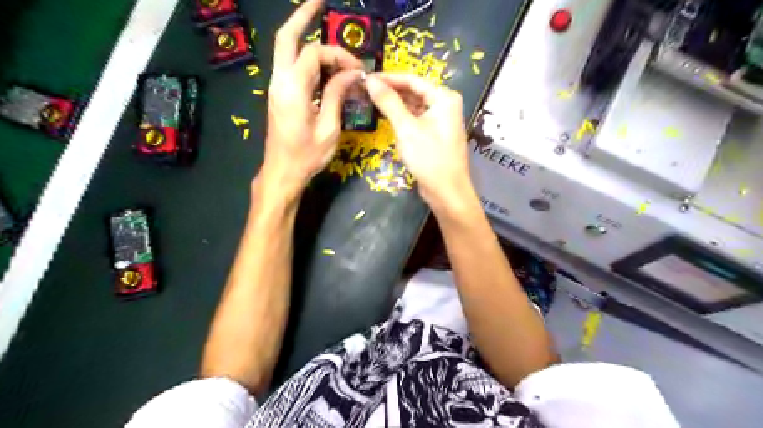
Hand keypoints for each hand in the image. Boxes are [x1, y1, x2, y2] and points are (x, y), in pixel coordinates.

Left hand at [262, 1, 362, 198]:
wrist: (282, 172)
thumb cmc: (307, 155)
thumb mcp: (329, 128)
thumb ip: (337, 95)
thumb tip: (351, 73)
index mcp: (293, 88)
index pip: (315, 53)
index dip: (338, 55)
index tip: (357, 69)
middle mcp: (279, 80)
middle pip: (287, 37)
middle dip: (303, 15)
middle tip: (320, 0)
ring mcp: (276, 87)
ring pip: (286, 50)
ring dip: (303, 34)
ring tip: (321, 21)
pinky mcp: (279, 95)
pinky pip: (290, 66)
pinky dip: (305, 57)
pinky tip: (322, 61)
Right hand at [365, 73, 474, 210]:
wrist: (447, 191)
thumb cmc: (429, 158)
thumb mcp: (406, 128)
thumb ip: (389, 102)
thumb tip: (370, 80)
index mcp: (444, 98)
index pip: (412, 80)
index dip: (388, 78)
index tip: (366, 78)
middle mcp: (446, 105)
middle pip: (414, 92)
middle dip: (391, 91)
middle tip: (366, 90)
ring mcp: (442, 121)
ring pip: (414, 106)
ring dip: (395, 105)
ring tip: (371, 102)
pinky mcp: (436, 134)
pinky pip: (417, 119)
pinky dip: (402, 118)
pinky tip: (386, 118)